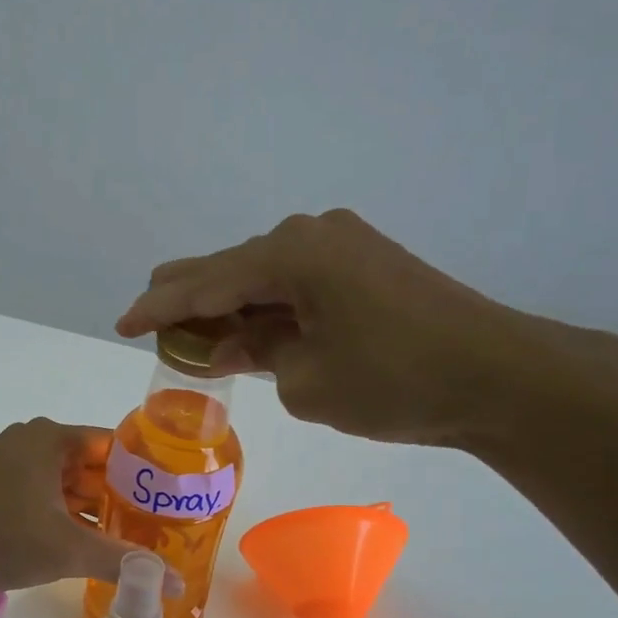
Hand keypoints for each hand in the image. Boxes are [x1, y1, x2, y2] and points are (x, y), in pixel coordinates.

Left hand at [0, 418, 182, 597]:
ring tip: (130, 538)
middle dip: (122, 496)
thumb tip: (175, 585)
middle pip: (92, 466)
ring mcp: (8, 465)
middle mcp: (31, 443)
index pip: (115, 445)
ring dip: (94, 510)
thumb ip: (123, 562)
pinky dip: (65, 516)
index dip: (146, 471)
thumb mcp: (67, 549)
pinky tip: (86, 543)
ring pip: (66, 484)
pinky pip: (43, 496)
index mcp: (52, 439)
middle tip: (158, 524)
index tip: (172, 497)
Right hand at [117, 209, 600, 450]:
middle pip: (230, 266)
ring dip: (230, 306)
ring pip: (263, 275)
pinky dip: (268, 307)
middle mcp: (311, 235)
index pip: (203, 283)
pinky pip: (296, 282)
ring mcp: (342, 245)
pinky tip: (249, 329)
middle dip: (189, 300)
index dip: (157, 307)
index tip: (121, 323)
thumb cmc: (394, 382)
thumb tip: (240, 341)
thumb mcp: (306, 381)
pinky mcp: (365, 264)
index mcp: (290, 254)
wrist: (496, 376)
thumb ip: (257, 355)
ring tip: (196, 338)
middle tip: (151, 325)